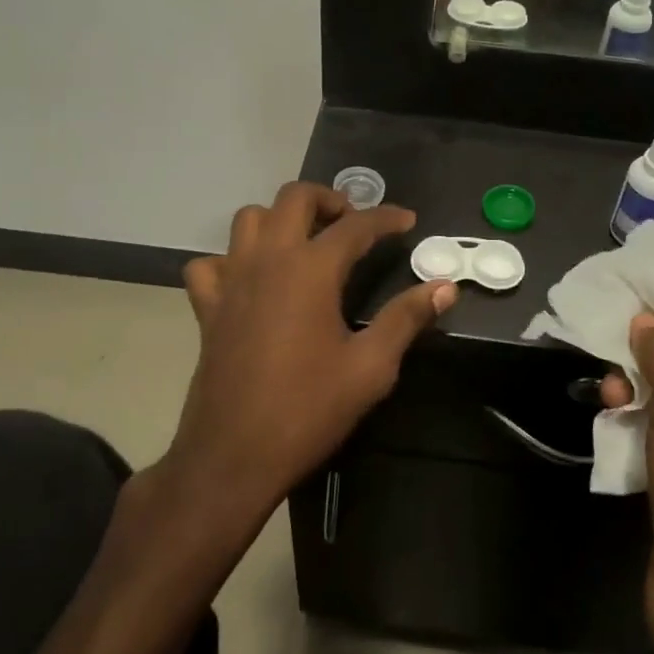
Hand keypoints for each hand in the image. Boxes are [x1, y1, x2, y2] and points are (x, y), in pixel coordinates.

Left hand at [173, 183, 457, 527]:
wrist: (233, 456)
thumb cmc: (308, 410)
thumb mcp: (370, 367)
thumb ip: (406, 319)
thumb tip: (445, 286)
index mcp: (311, 270)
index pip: (356, 226)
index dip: (386, 218)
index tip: (408, 220)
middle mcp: (268, 259)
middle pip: (294, 198)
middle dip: (328, 198)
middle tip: (352, 222)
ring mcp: (231, 279)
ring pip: (249, 219)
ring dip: (279, 218)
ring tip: (305, 241)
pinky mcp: (208, 306)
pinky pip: (210, 264)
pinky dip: (230, 260)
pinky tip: (250, 280)